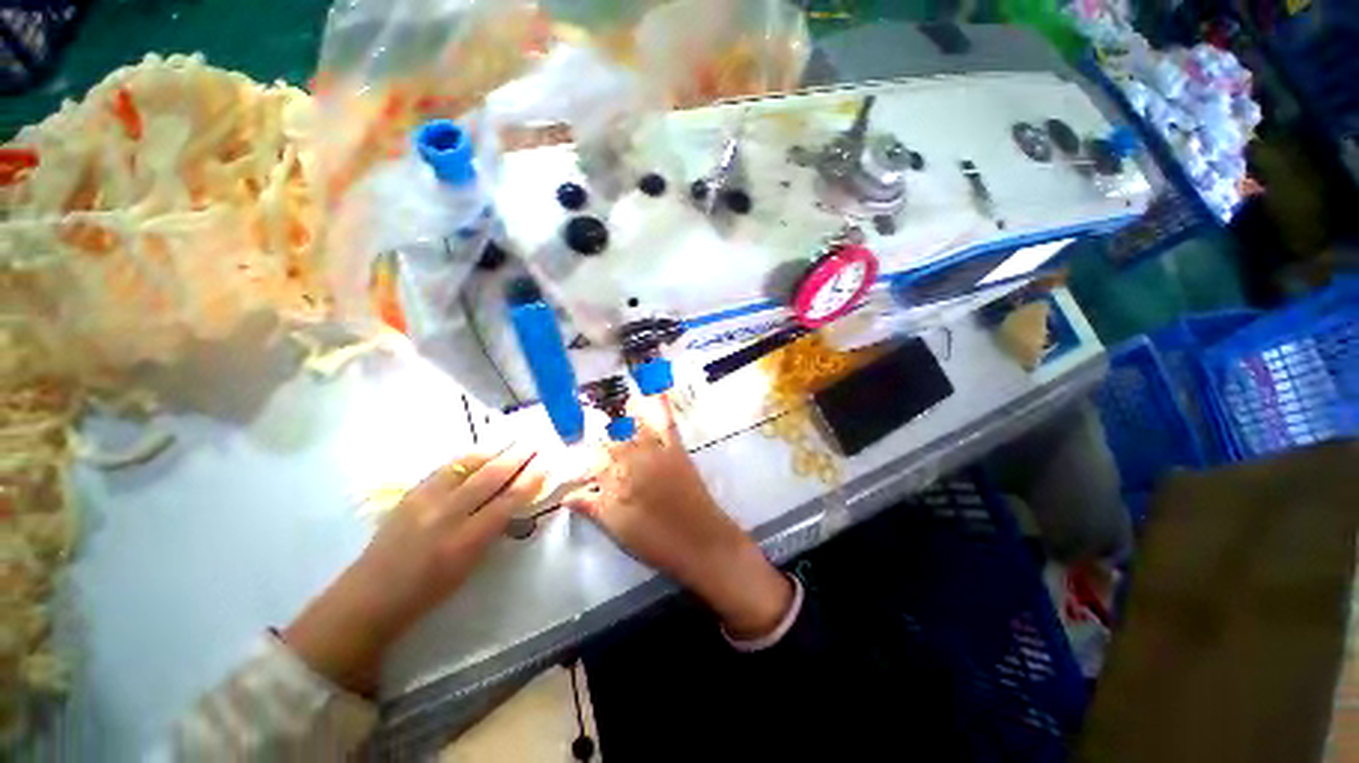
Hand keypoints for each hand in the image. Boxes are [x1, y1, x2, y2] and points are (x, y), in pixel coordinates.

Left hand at [284, 443, 545, 693]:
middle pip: (489, 477)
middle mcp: (446, 515)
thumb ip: (492, 530)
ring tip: (514, 439)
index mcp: (464, 541)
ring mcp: (424, 501)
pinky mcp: (410, 493)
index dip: (529, 481)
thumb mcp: (469, 566)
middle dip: (516, 457)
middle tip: (535, 442)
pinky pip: (446, 468)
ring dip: (495, 450)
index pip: (506, 502)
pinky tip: (481, 451)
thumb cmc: (427, 591)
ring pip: (466, 466)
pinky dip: (469, 457)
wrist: (370, 595)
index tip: (546, 464)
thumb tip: (514, 502)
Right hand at [564, 396, 792, 639]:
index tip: (573, 445)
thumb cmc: (656, 540)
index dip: (583, 452)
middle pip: (611, 437)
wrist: (701, 541)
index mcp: (615, 480)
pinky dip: (660, 404)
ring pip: (635, 424)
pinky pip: (666, 422)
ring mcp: (656, 452)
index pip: (592, 458)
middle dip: (601, 431)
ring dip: (625, 411)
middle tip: (591, 422)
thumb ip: (591, 507)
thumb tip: (566, 495)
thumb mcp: (617, 529)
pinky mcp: (676, 449)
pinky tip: (655, 389)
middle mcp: (633, 460)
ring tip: (618, 400)